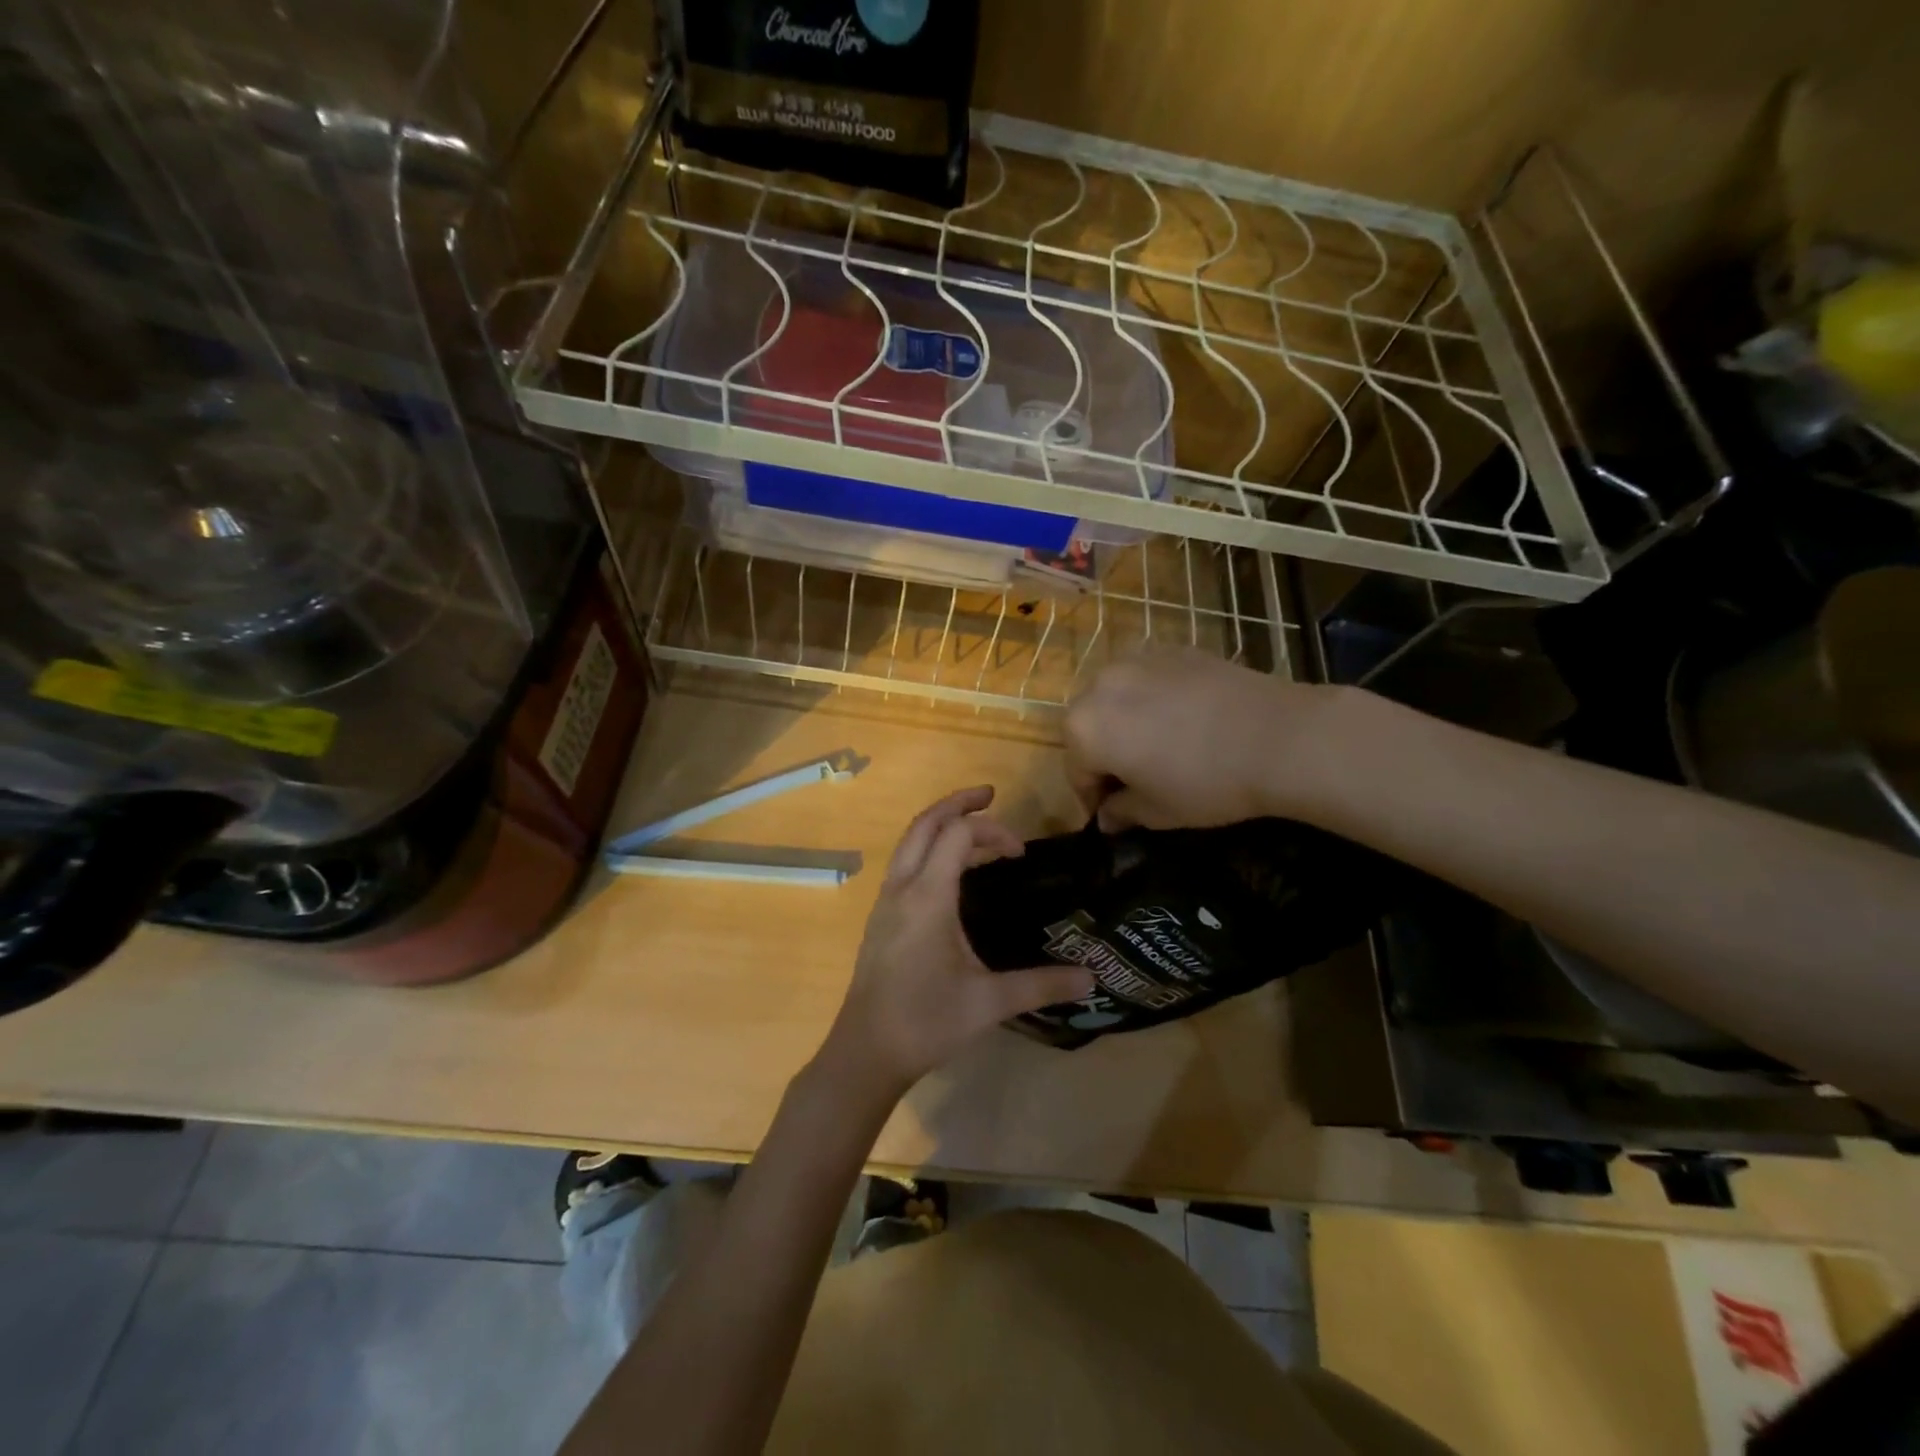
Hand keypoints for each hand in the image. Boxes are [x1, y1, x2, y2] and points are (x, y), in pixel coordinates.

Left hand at [820, 786, 1093, 1101]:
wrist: (866, 1052)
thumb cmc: (926, 1022)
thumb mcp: (990, 1003)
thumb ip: (1041, 985)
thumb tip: (1091, 979)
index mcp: (927, 897)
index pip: (957, 835)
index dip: (993, 832)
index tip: (1020, 854)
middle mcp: (901, 888)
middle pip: (924, 824)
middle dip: (957, 803)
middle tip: (990, 795)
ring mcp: (885, 902)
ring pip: (909, 842)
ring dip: (940, 825)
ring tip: (974, 830)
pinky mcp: (880, 918)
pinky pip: (903, 863)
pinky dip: (928, 849)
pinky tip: (949, 873)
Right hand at [1064, 649, 1344, 831]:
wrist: (1279, 736)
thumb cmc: (1207, 783)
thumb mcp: (1158, 811)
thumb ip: (1122, 811)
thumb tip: (1107, 816)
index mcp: (1084, 728)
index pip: (1076, 771)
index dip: (1092, 798)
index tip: (1112, 815)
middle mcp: (1100, 686)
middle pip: (1090, 727)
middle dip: (1104, 754)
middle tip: (1135, 780)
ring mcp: (1136, 660)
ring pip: (1116, 698)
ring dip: (1125, 722)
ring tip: (1160, 746)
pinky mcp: (1172, 649)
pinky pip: (1148, 679)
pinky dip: (1153, 700)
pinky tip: (1185, 720)